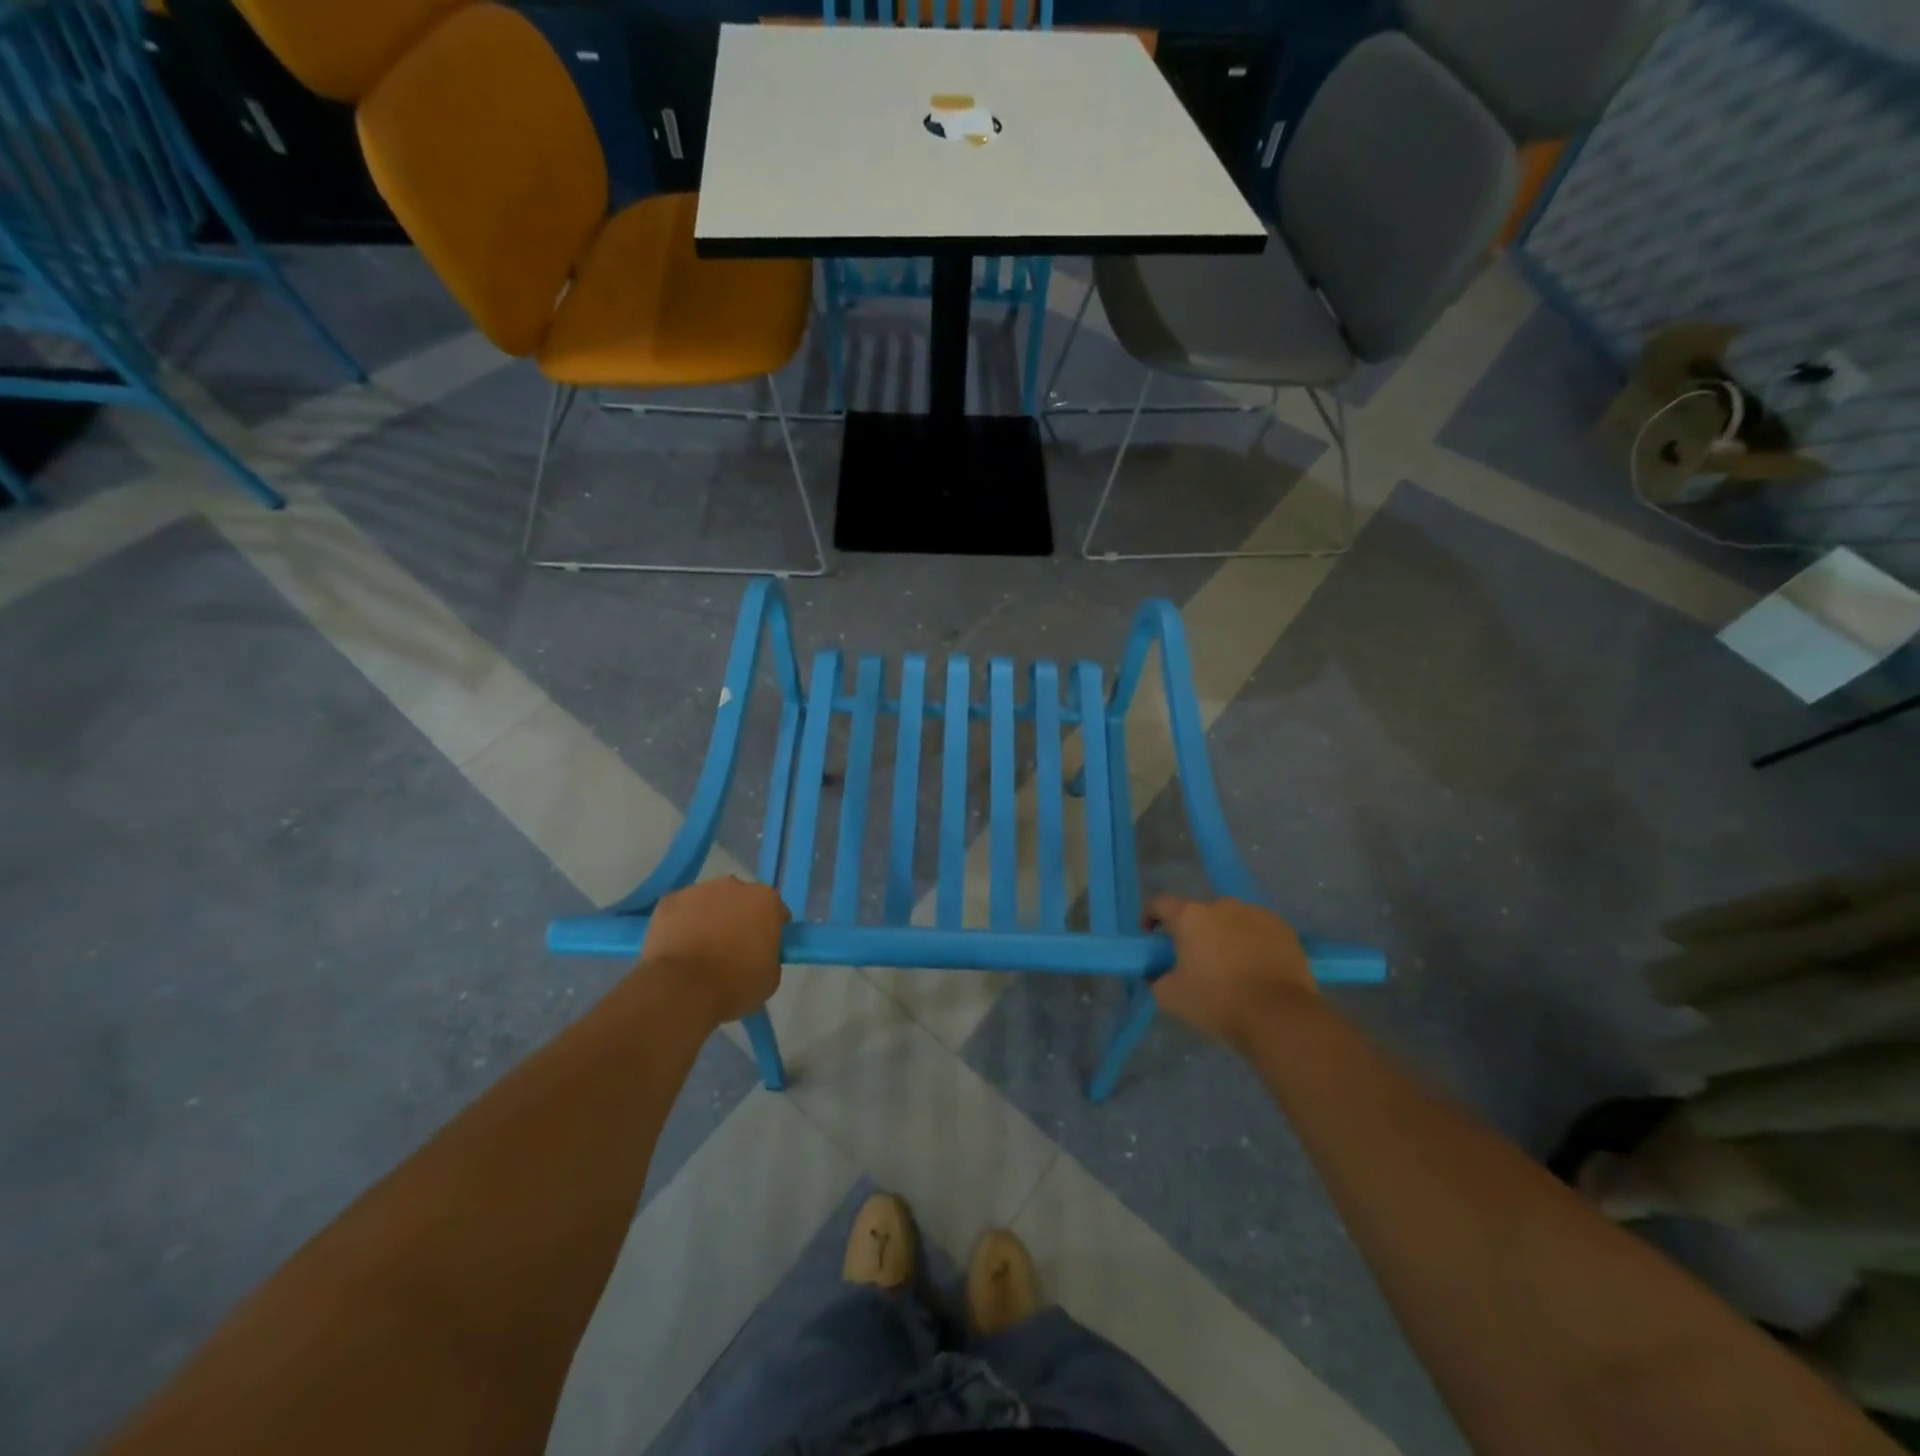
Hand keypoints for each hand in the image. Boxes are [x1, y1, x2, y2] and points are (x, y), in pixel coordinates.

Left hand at [640, 878, 788, 1025]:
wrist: (683, 989)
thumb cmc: (735, 985)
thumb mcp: (770, 977)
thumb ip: (770, 955)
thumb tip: (758, 954)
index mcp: (766, 901)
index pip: (775, 911)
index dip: (770, 930)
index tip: (763, 949)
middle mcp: (735, 886)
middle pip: (741, 900)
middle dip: (739, 918)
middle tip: (731, 948)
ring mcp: (699, 890)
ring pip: (709, 901)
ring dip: (709, 917)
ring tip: (700, 949)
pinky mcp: (669, 900)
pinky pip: (681, 910)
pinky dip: (681, 923)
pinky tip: (678, 947)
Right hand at [1148, 896, 1318, 1051]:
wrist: (1279, 1017)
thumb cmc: (1218, 1001)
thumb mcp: (1170, 996)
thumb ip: (1156, 978)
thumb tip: (1157, 973)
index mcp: (1190, 916)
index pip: (1160, 904)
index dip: (1150, 917)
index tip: (1151, 937)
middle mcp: (1222, 905)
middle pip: (1198, 913)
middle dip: (1193, 932)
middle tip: (1194, 959)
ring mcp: (1256, 913)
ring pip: (1230, 920)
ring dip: (1223, 935)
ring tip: (1230, 965)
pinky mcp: (1282, 928)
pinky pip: (1257, 929)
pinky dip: (1251, 942)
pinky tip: (1256, 967)